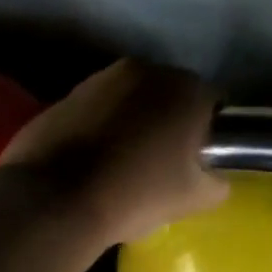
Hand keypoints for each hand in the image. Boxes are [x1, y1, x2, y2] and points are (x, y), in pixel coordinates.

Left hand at [0, 59, 228, 248]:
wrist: (55, 200)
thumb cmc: (137, 193)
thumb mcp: (193, 199)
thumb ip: (216, 182)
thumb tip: (214, 178)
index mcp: (184, 90)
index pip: (214, 103)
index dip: (211, 131)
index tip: (202, 158)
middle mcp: (145, 71)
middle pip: (170, 94)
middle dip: (172, 120)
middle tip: (167, 160)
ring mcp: (100, 79)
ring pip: (132, 98)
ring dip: (136, 120)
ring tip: (128, 160)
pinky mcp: (65, 95)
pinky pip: (98, 109)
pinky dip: (103, 126)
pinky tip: (96, 160)